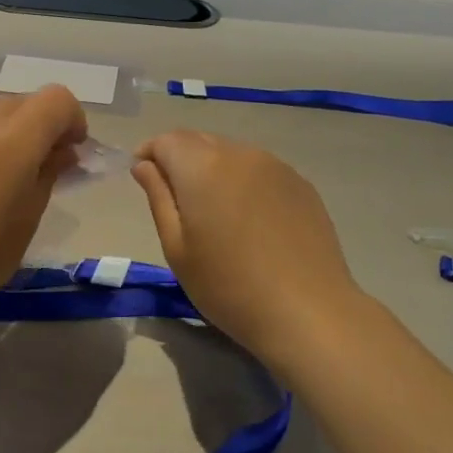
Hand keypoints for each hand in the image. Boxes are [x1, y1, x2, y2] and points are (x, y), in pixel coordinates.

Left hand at [0, 87, 88, 329]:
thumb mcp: (26, 221)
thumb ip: (48, 174)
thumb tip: (61, 152)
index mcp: (12, 142)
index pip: (56, 99)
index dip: (72, 119)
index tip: (69, 151)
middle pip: (22, 102)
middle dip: (38, 126)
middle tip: (35, 166)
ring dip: (4, 130)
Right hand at [132, 131, 364, 371]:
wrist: (308, 311)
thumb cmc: (228, 286)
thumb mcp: (177, 248)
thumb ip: (159, 197)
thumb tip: (145, 165)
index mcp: (202, 166)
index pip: (167, 140)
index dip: (150, 153)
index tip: (144, 176)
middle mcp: (239, 153)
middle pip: (200, 141)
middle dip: (180, 158)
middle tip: (176, 197)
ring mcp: (275, 166)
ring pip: (231, 153)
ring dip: (214, 169)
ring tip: (215, 210)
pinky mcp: (300, 183)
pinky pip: (260, 169)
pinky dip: (244, 181)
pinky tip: (250, 219)